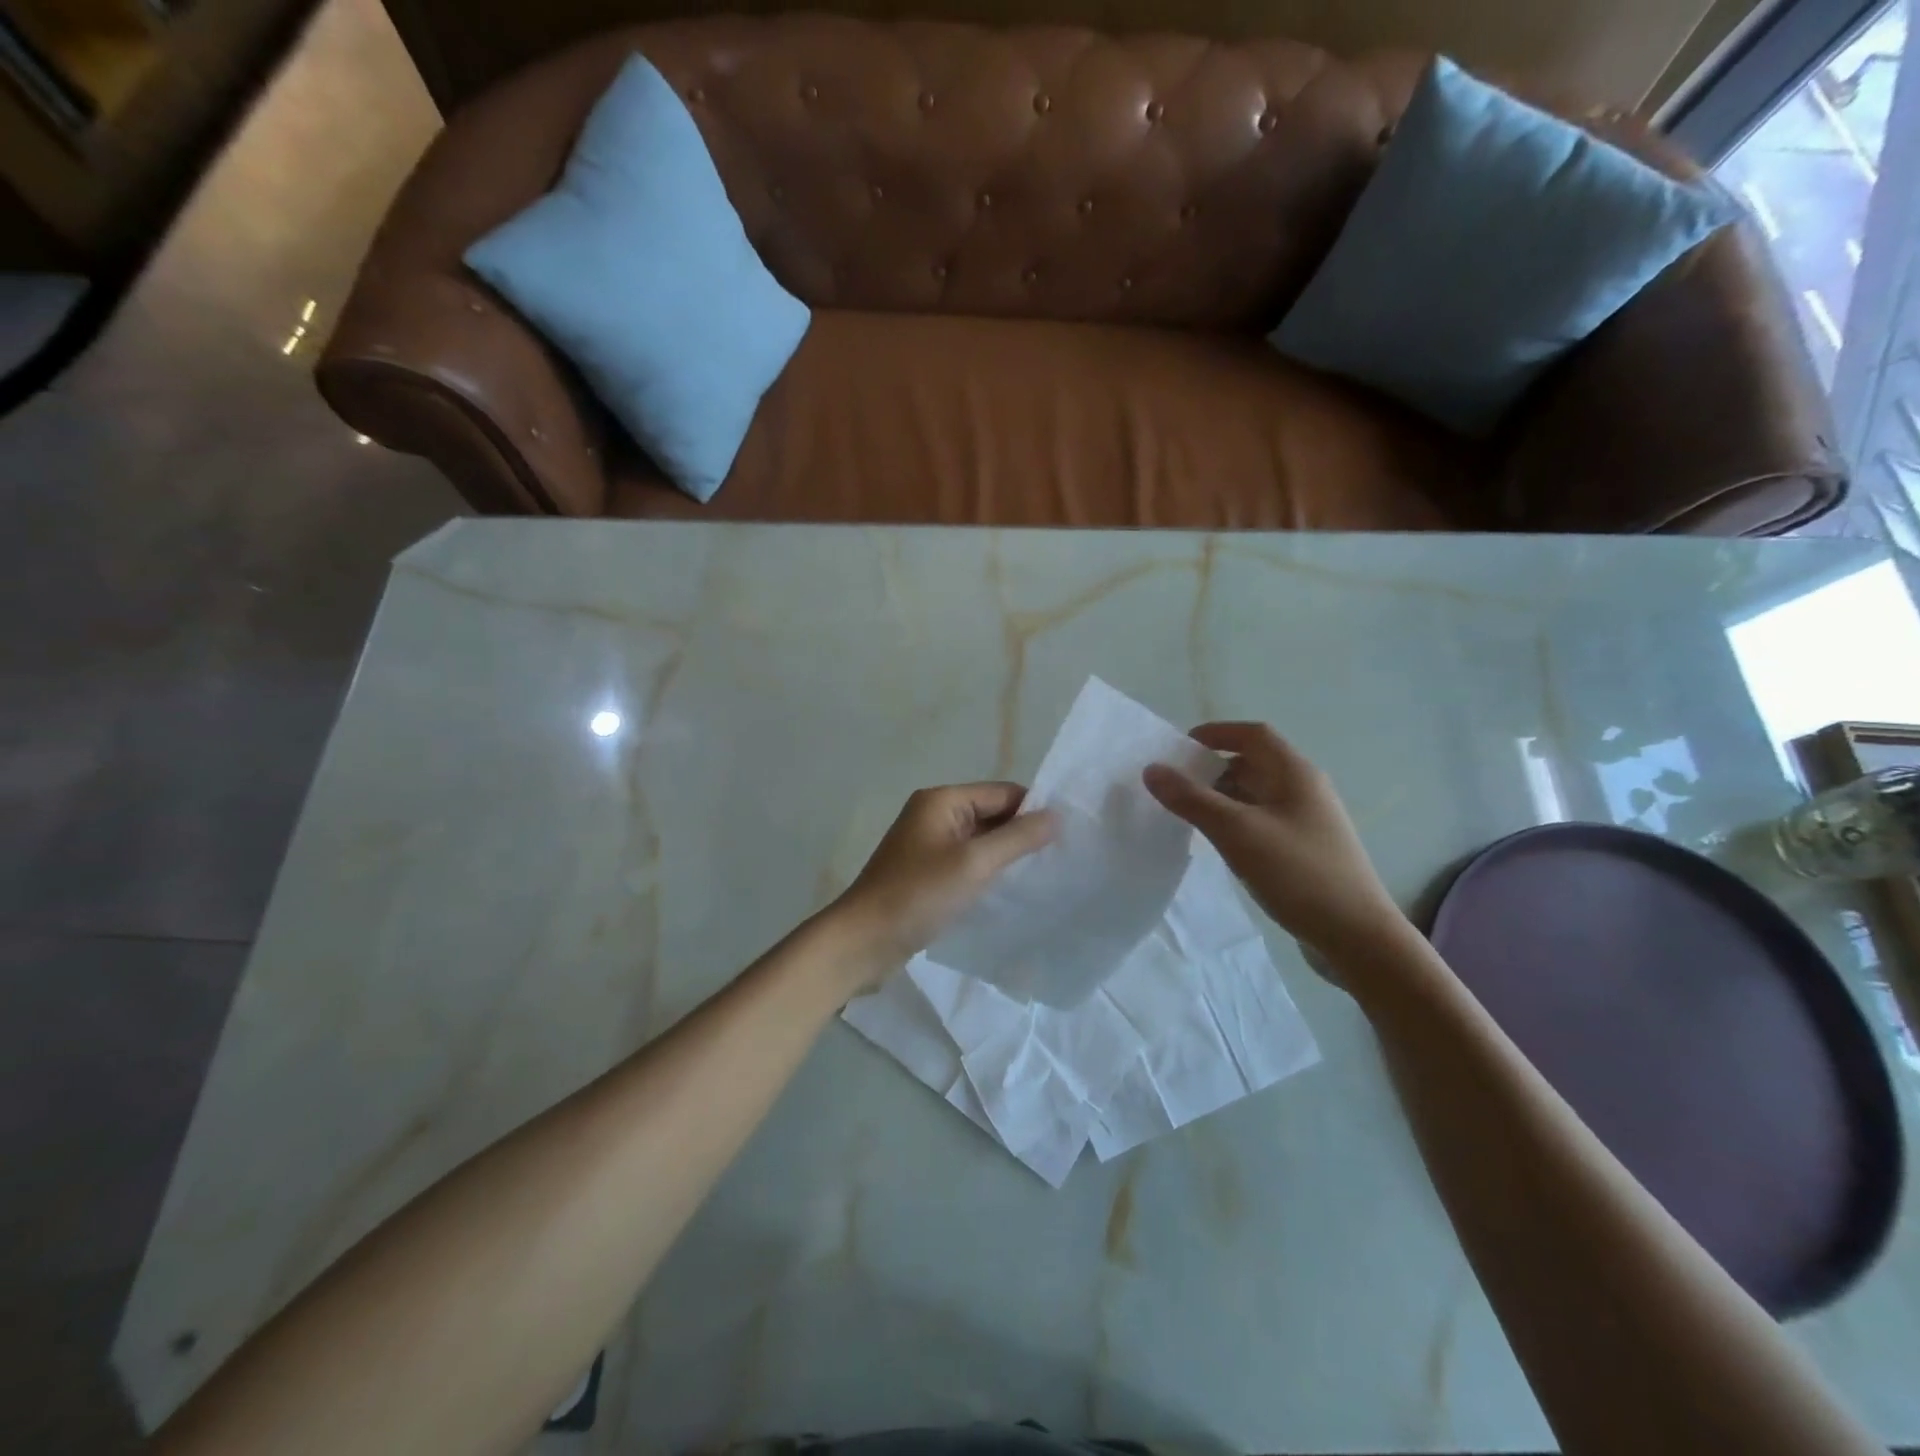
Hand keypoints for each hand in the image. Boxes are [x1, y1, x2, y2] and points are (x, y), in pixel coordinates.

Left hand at [831, 783, 1055, 989]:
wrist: (862, 941)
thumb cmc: (918, 895)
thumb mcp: (973, 863)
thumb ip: (1017, 838)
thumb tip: (1056, 815)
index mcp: (941, 800)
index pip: (1002, 793)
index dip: (1034, 809)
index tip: (1069, 834)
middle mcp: (934, 815)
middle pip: (991, 814)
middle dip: (1022, 833)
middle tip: (1062, 857)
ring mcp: (928, 846)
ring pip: (980, 841)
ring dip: (1007, 854)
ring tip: (1044, 874)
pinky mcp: (927, 874)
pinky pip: (967, 863)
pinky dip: (988, 872)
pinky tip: (1010, 890)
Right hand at [1143, 723, 1407, 960]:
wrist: (1357, 936)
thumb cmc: (1297, 873)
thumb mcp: (1236, 832)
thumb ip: (1191, 799)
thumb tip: (1152, 770)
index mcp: (1295, 773)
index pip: (1253, 734)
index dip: (1216, 733)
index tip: (1179, 748)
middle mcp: (1305, 789)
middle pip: (1253, 763)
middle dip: (1213, 769)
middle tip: (1175, 786)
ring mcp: (1308, 821)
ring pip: (1257, 795)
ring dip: (1222, 798)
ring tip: (1188, 815)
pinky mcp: (1306, 849)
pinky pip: (1263, 822)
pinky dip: (1236, 822)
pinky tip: (1220, 845)